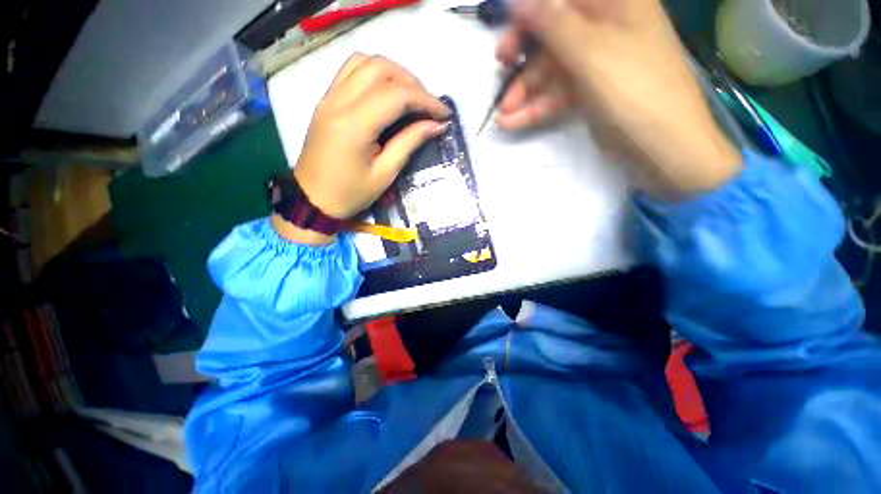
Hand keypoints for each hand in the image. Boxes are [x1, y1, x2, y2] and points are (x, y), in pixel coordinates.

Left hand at [279, 54, 450, 243]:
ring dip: (393, 73)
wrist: (312, 200)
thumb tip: (435, 125)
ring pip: (364, 62)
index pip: (396, 95)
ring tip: (410, 96)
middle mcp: (338, 101)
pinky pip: (350, 71)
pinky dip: (374, 74)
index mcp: (354, 125)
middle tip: (428, 106)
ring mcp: (328, 97)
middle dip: (412, 82)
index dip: (426, 100)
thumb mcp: (385, 174)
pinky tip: (386, 93)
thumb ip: (409, 143)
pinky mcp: (326, 100)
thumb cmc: (350, 194)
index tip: (444, 114)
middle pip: (380, 68)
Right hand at [496, 0, 742, 199]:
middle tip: (501, 68)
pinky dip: (536, 107)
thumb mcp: (590, 52)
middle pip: (554, 30)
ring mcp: (597, 62)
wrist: (663, 147)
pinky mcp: (590, 92)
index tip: (505, 27)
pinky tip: (513, 122)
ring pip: (552, 67)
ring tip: (503, 113)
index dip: (531, 10)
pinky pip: (557, 93)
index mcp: (614, 3)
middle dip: (525, 52)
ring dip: (525, 90)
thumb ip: (552, 23)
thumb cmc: (634, 91)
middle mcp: (605, 27)